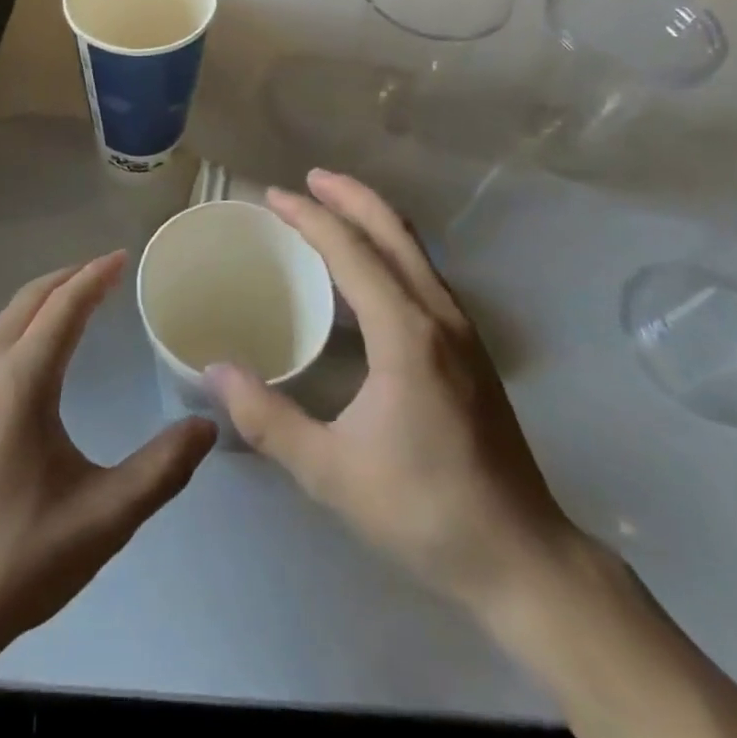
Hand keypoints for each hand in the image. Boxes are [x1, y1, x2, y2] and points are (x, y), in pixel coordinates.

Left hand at [0, 252, 217, 664]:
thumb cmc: (23, 558)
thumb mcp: (106, 517)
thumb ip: (162, 469)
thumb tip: (207, 426)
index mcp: (20, 384)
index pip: (62, 308)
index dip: (94, 277)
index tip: (122, 257)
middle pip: (28, 301)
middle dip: (68, 277)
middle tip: (106, 270)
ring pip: (4, 321)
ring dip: (42, 299)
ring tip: (78, 299)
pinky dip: (22, 324)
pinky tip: (39, 351)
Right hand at [206, 170, 579, 615]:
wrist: (523, 558)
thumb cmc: (424, 511)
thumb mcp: (330, 472)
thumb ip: (267, 418)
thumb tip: (214, 370)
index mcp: (405, 334)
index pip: (351, 251)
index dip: (310, 217)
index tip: (273, 196)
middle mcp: (437, 315)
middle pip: (392, 232)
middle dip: (349, 196)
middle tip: (307, 179)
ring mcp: (461, 330)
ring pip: (413, 249)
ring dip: (372, 219)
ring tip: (332, 208)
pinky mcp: (470, 348)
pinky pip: (423, 273)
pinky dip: (389, 249)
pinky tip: (368, 270)